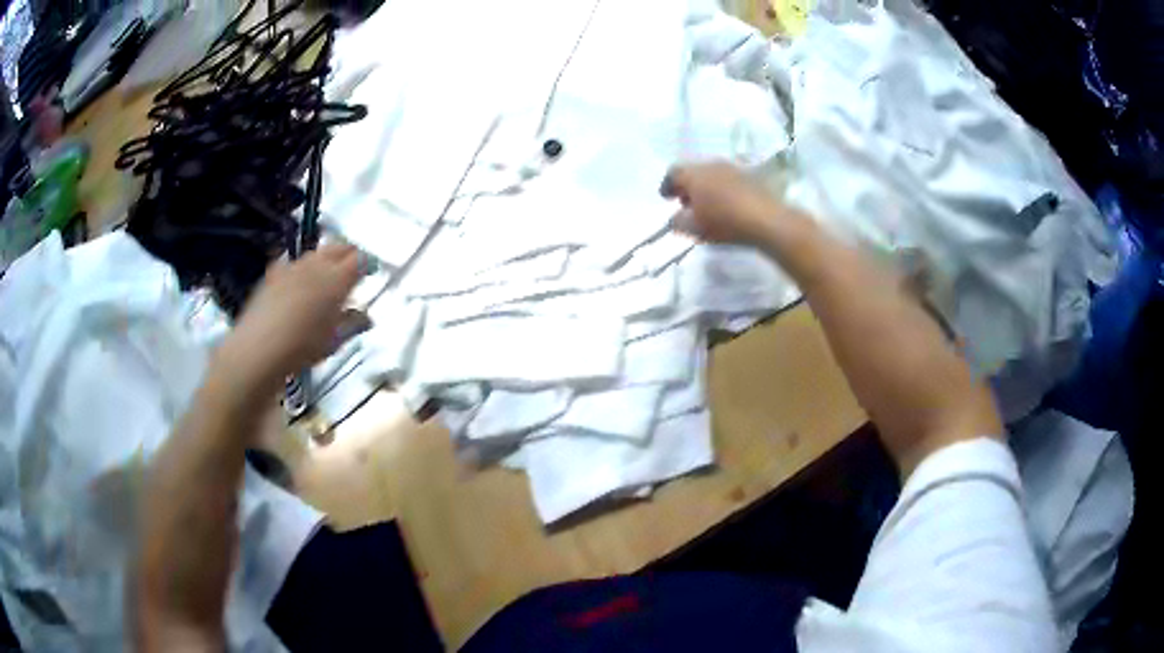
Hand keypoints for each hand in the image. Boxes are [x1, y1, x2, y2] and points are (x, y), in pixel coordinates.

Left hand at [217, 244, 361, 393]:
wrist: (259, 349)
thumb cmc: (303, 347)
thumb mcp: (335, 341)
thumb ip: (352, 323)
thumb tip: (365, 317)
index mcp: (338, 278)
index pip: (360, 259)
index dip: (367, 263)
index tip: (371, 272)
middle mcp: (317, 264)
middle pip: (338, 247)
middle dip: (348, 254)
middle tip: (351, 270)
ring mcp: (293, 265)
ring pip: (316, 253)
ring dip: (325, 260)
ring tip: (325, 278)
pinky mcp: (273, 272)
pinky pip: (294, 263)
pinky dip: (302, 269)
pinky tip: (298, 285)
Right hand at [660, 161, 784, 244]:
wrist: (767, 220)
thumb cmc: (724, 222)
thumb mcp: (694, 228)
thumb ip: (678, 222)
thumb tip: (675, 218)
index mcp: (694, 174)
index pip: (673, 172)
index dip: (667, 185)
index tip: (667, 198)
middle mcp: (711, 164)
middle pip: (693, 171)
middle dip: (687, 186)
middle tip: (686, 203)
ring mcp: (732, 168)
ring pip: (711, 174)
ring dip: (706, 187)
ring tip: (708, 206)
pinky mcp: (749, 176)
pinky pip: (728, 180)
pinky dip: (722, 189)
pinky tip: (727, 205)